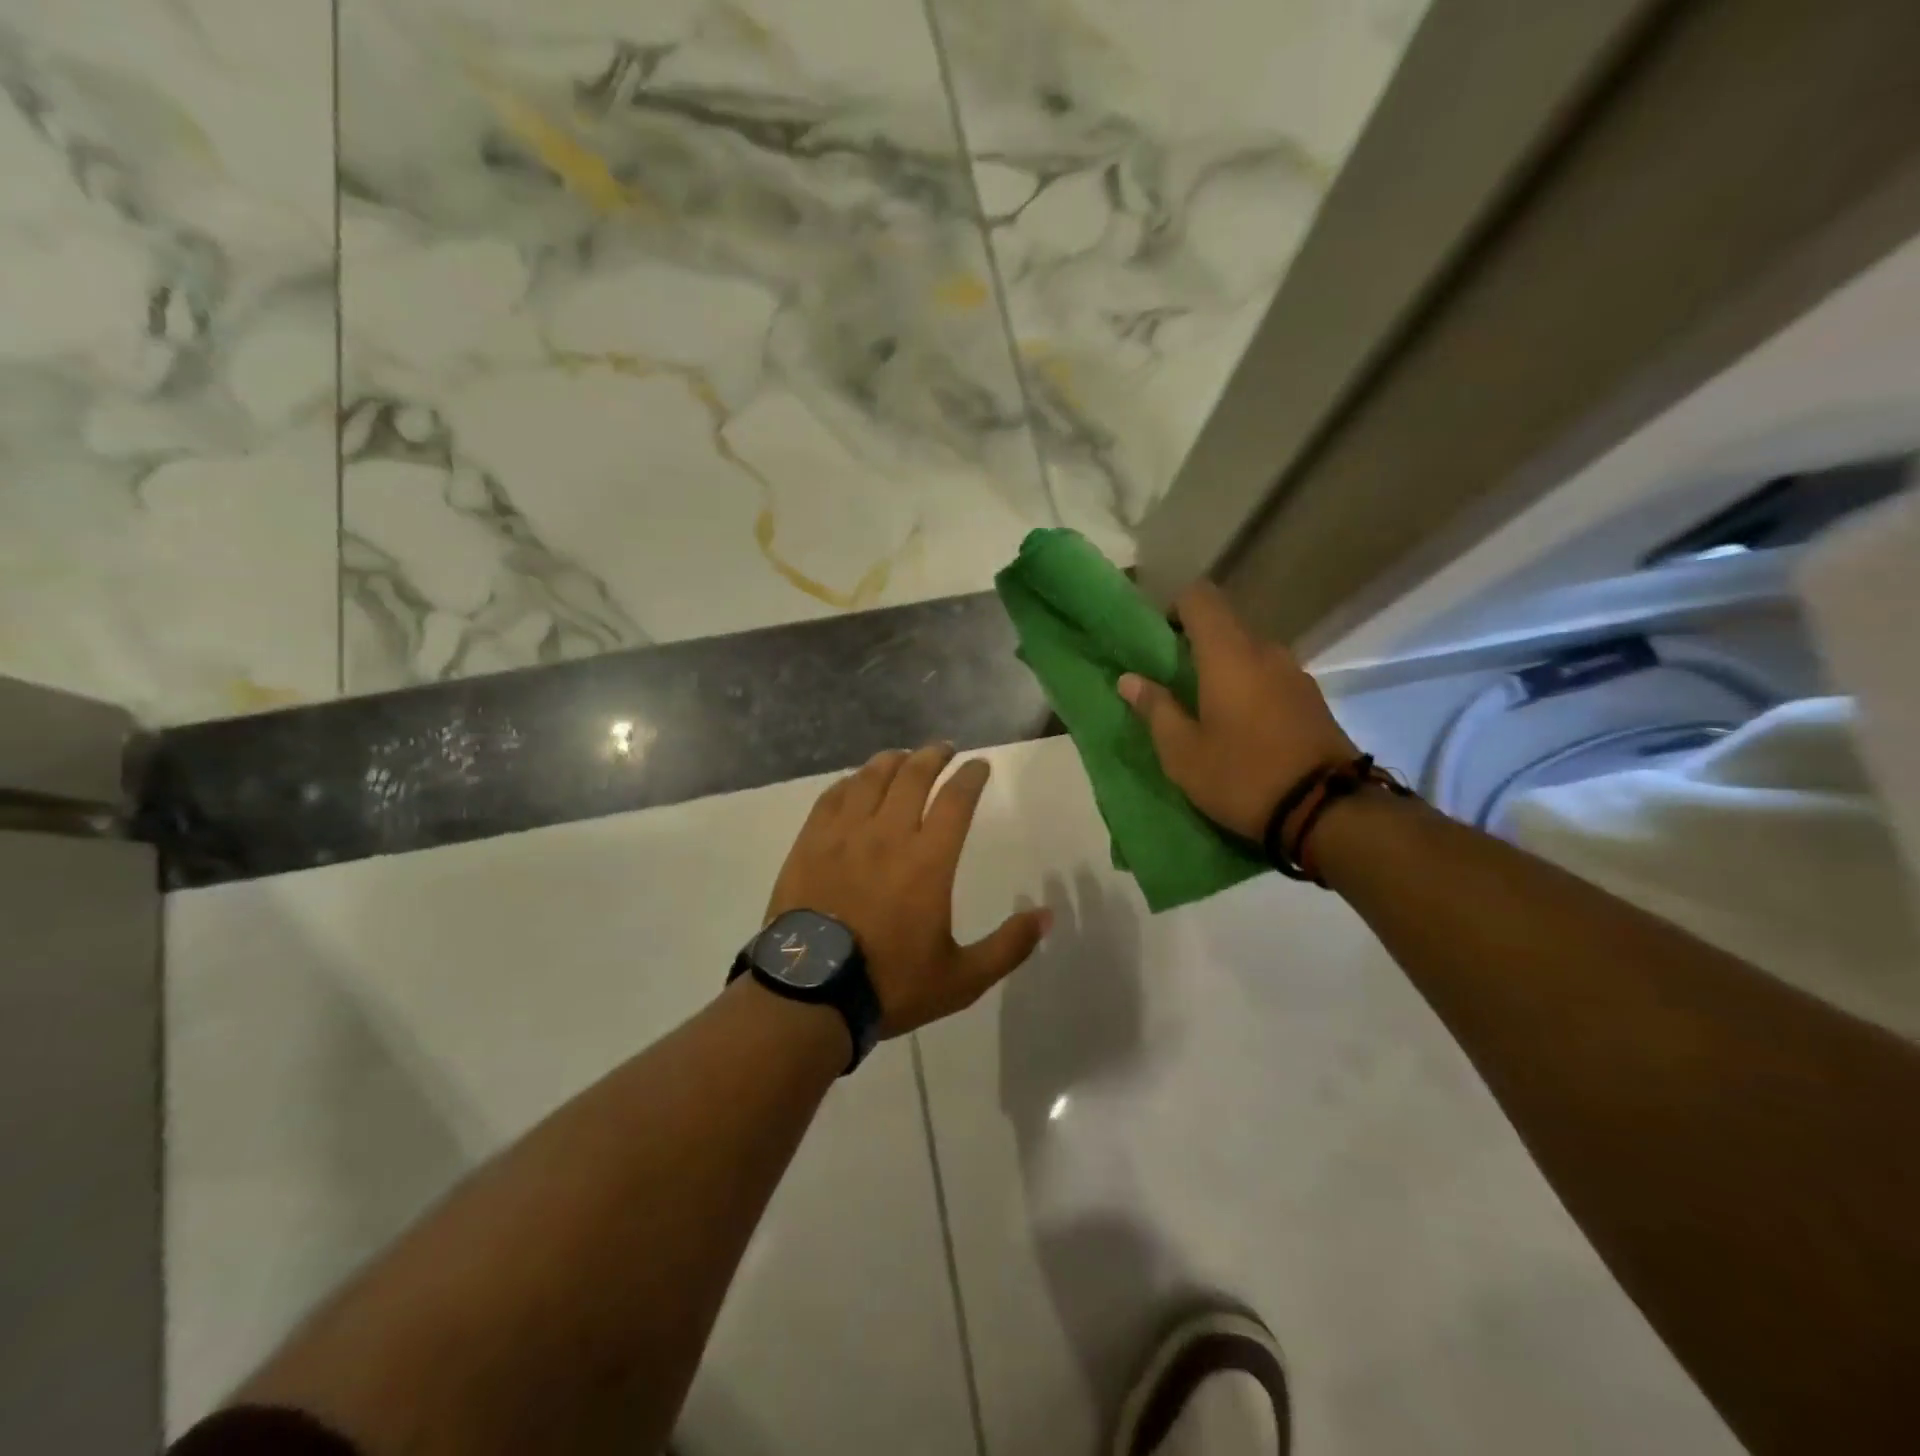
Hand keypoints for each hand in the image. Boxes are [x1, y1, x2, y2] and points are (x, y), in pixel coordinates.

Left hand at [766, 744, 1051, 1036]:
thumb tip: (1046, 916)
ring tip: (903, 757)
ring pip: (871, 778)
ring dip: (893, 761)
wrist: (811, 995)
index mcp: (928, 861)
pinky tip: (857, 782)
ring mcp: (844, 836)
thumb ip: (1008, 947)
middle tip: (944, 750)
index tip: (980, 766)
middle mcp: (887, 835)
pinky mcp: (810, 844)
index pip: (956, 800)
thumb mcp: (962, 979)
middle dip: (933, 756)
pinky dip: (851, 782)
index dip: (971, 777)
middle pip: (913, 776)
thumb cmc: (890, 984)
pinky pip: (832, 797)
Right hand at [1118, 582, 1357, 840]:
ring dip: (1224, 670)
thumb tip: (1129, 679)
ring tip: (1207, 712)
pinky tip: (1241, 728)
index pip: (1200, 597)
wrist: (1327, 811)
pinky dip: (1249, 688)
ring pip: (1249, 654)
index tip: (1159, 645)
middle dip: (1195, 647)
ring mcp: (1295, 674)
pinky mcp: (1312, 699)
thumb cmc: (1242, 776)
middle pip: (1225, 626)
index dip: (1174, 610)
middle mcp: (1266, 651)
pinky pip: (1270, 677)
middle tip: (1174, 687)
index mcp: (1229, 654)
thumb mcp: (1183, 752)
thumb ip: (1155, 709)